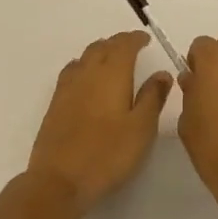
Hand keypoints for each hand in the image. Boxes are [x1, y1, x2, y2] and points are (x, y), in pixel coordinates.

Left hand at [28, 32, 172, 213]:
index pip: (123, 45)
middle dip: (118, 43)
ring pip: (85, 57)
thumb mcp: (141, 128)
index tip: (146, 39)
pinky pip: (72, 71)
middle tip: (132, 47)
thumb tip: (162, 73)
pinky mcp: (56, 103)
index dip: (135, 39)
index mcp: (112, 74)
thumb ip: (152, 97)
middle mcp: (88, 73)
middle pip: (102, 47)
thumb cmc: (108, 154)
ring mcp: (68, 87)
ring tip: (111, 59)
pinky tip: (86, 79)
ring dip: (100, 52)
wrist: (60, 179)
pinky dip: (84, 66)